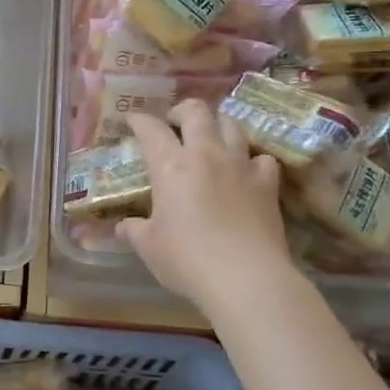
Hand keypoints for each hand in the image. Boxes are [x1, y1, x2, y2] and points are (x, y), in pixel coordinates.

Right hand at [120, 103, 293, 311]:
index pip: (151, 129)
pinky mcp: (267, 184)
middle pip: (196, 111)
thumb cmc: (187, 260)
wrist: (246, 278)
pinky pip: (262, 158)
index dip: (139, 120)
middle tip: (174, 123)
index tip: (133, 121)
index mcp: (171, 165)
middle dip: (182, 110)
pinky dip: (252, 160)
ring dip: (218, 126)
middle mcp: (206, 154)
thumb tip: (122, 226)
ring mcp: (241, 166)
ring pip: (232, 125)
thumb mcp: (149, 247)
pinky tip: (246, 172)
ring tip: (211, 139)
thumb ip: (134, 230)